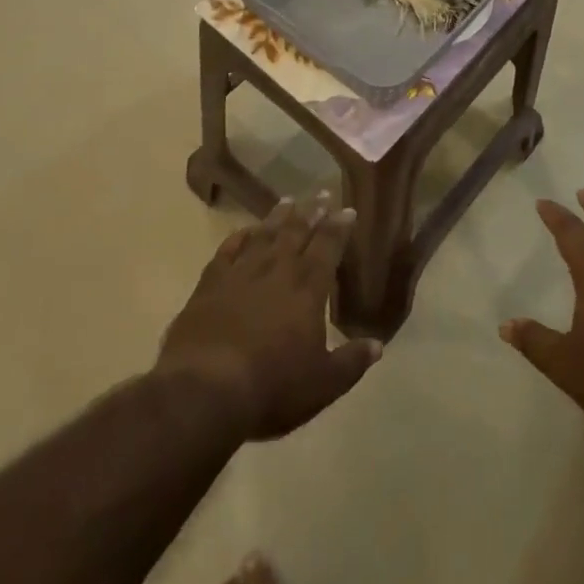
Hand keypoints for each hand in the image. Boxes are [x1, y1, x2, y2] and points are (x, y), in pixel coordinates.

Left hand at [157, 193, 380, 440]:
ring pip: (264, 234)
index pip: (328, 246)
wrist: (205, 389)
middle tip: (321, 194)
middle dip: (312, 212)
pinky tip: (244, 231)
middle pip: (297, 231)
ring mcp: (241, 272)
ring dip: (278, 216)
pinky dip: (239, 237)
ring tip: (288, 200)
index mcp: (308, 287)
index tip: (348, 209)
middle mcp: (277, 269)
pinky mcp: (210, 283)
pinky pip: (228, 250)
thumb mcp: (322, 384)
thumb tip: (378, 345)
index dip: (339, 227)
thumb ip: (351, 362)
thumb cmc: (272, 386)